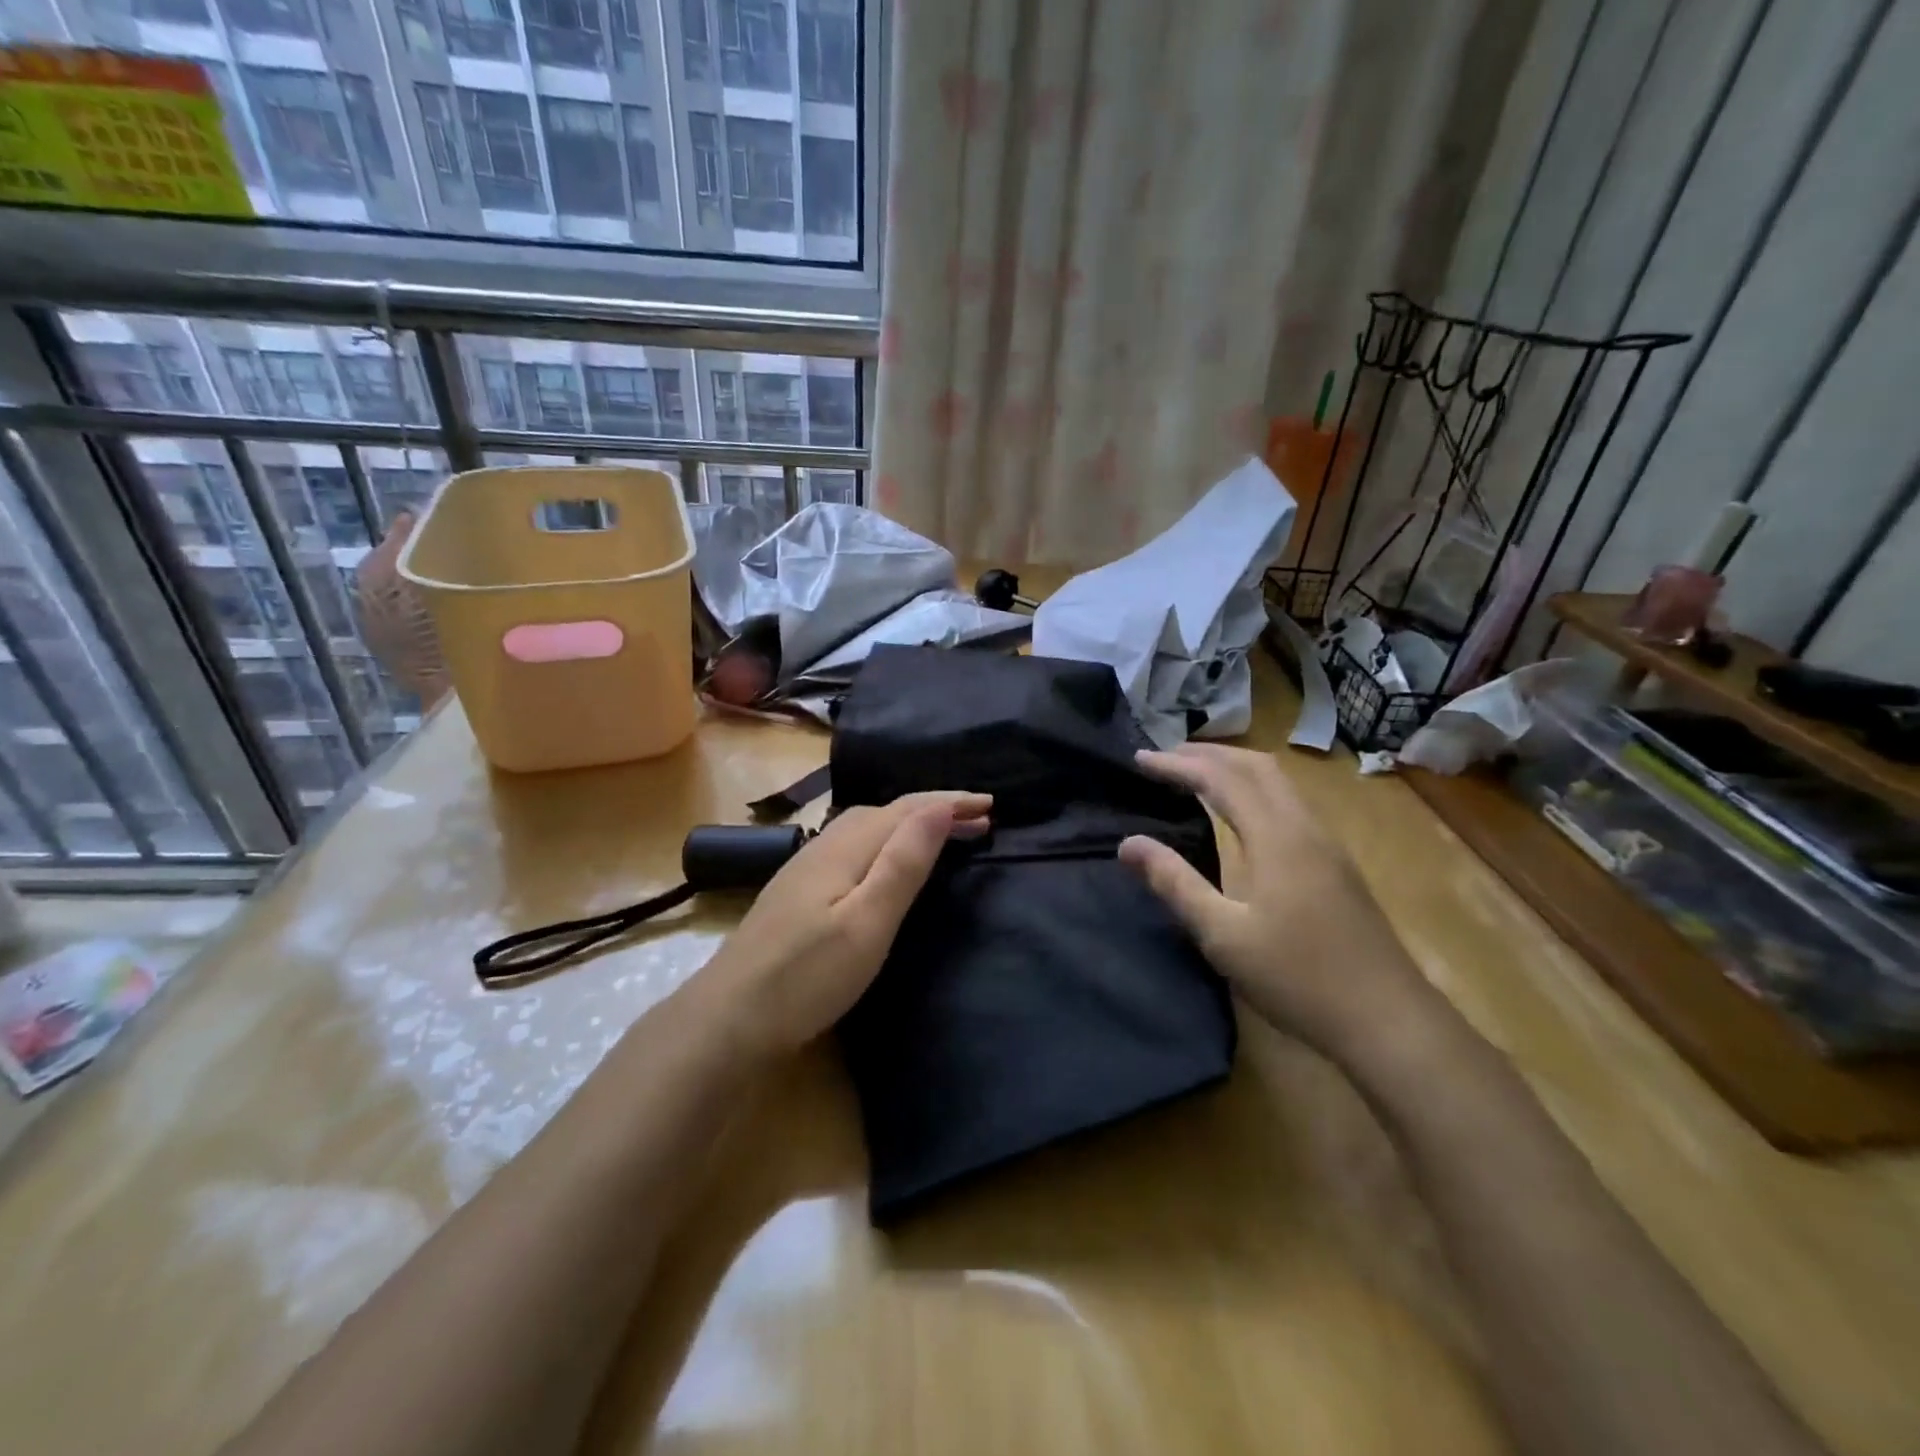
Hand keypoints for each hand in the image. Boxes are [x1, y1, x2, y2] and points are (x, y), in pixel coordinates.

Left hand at [699, 791, 991, 1056]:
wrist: (728, 1019)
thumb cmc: (807, 975)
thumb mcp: (868, 922)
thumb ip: (903, 862)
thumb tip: (939, 806)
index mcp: (846, 848)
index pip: (907, 809)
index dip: (950, 803)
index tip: (991, 804)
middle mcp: (824, 846)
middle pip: (887, 813)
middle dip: (935, 810)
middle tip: (979, 821)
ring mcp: (806, 869)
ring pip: (868, 829)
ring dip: (909, 826)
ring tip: (942, 837)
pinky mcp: (798, 893)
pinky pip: (854, 848)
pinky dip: (886, 844)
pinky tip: (886, 864)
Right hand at [1118, 744, 1440, 1066]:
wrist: (1388, 1019)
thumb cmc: (1298, 978)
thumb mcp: (1223, 935)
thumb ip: (1174, 883)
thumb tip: (1128, 844)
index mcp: (1276, 837)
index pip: (1220, 779)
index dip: (1177, 764)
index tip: (1138, 758)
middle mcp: (1304, 827)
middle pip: (1256, 766)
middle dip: (1207, 754)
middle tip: (1165, 758)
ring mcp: (1326, 845)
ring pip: (1278, 782)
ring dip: (1234, 767)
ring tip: (1196, 775)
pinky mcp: (1336, 865)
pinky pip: (1290, 802)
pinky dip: (1255, 789)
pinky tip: (1241, 814)